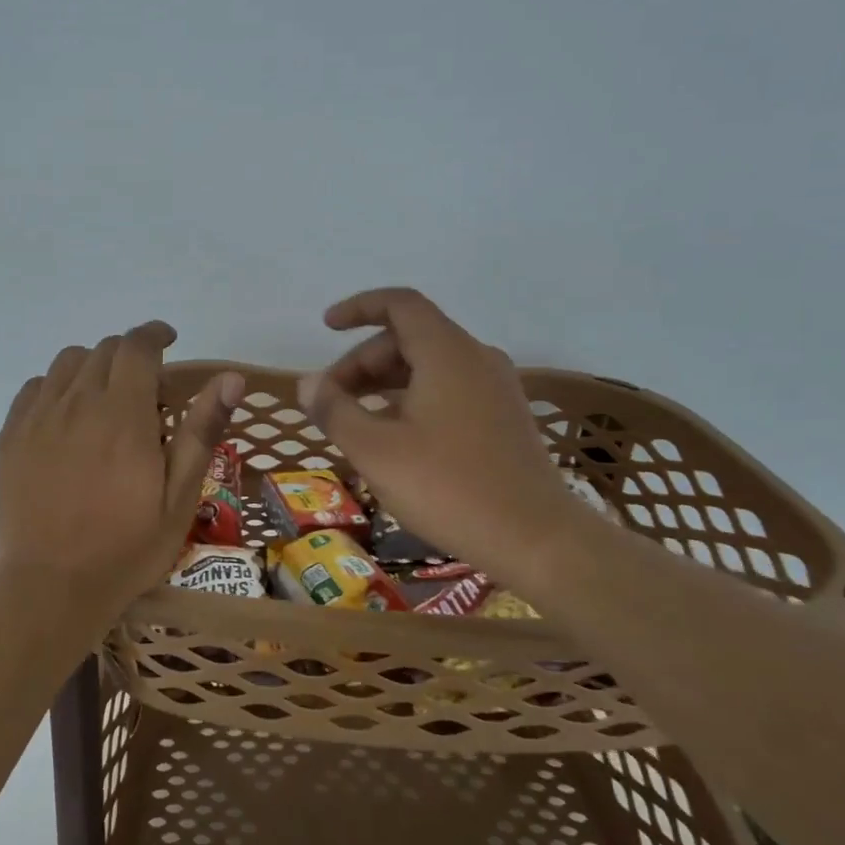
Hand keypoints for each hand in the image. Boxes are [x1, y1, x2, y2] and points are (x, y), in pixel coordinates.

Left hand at [0, 322, 243, 625]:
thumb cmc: (126, 547)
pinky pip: (35, 388)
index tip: (169, 340)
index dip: (155, 334)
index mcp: (123, 414)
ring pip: (67, 363)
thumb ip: (201, 430)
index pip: (137, 346)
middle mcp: (78, 402)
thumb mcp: (179, 496)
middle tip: (146, 391)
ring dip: (94, 367)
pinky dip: (58, 387)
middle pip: (104, 350)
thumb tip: (231, 377)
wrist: (50, 588)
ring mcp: (38, 418)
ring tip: (106, 400)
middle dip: (130, 356)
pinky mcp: (11, 437)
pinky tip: (67, 417)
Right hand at [299, 288, 582, 578]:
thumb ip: (335, 410)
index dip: (358, 308)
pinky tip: (396, 438)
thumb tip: (307, 383)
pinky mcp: (504, 417)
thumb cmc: (448, 487)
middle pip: (409, 338)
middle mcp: (476, 358)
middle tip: (331, 400)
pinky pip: (449, 389)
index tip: (326, 327)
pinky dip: (413, 399)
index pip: (399, 304)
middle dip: (362, 362)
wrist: (537, 539)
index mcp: (446, 352)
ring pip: (429, 366)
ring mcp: (496, 388)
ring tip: (355, 421)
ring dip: (385, 383)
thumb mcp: (375, 450)